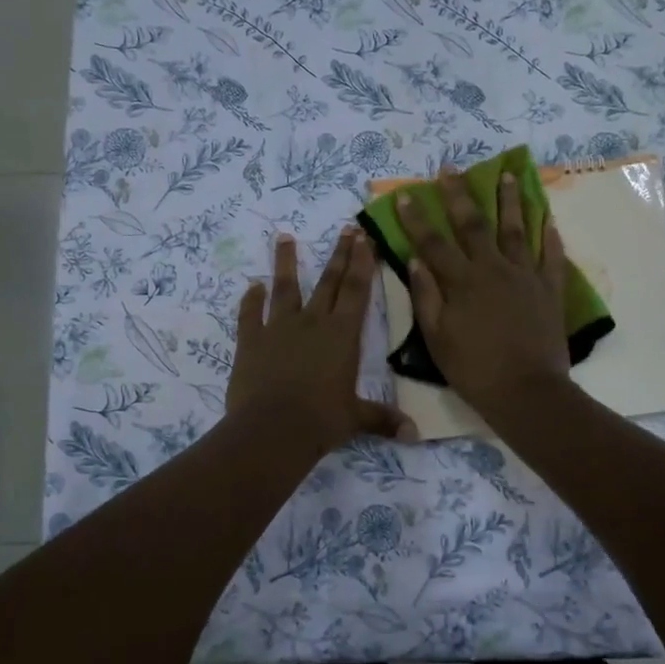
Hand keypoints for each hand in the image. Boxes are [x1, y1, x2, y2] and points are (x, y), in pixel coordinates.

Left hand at [228, 227, 415, 455]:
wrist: (273, 429)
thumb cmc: (322, 420)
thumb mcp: (356, 419)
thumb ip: (383, 419)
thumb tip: (414, 434)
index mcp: (342, 335)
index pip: (357, 291)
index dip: (362, 263)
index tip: (364, 237)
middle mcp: (313, 322)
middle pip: (328, 282)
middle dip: (339, 254)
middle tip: (345, 229)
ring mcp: (278, 328)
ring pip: (284, 288)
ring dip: (285, 262)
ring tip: (284, 237)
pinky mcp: (251, 341)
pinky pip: (250, 314)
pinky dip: (250, 300)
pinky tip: (251, 287)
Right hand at [397, 166, 571, 417]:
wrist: (526, 391)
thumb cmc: (474, 369)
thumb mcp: (437, 339)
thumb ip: (427, 297)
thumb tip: (416, 261)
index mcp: (462, 282)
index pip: (433, 243)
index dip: (417, 219)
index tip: (406, 195)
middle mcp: (493, 269)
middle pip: (474, 225)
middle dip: (459, 195)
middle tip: (452, 169)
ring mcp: (525, 276)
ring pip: (516, 230)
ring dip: (509, 201)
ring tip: (507, 175)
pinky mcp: (550, 290)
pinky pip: (551, 256)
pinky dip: (549, 236)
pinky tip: (548, 218)